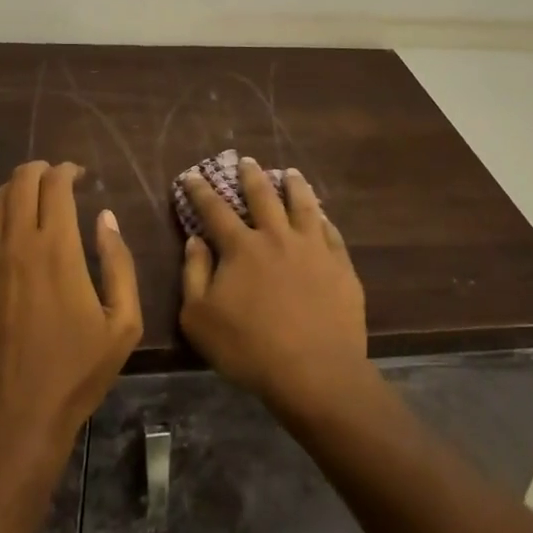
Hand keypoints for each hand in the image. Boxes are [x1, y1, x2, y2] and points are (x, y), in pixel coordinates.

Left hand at [0, 161, 141, 459]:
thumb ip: (119, 263)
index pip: (58, 186)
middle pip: (24, 185)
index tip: (78, 176)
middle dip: (40, 172)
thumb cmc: (75, 374)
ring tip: (25, 187)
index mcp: (60, 248)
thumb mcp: (123, 323)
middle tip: (53, 178)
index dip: (68, 171)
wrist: (15, 422)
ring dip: (13, 186)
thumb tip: (106, 218)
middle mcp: (19, 243)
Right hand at [178, 158, 372, 420]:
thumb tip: (195, 240)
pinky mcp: (340, 265)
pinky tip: (322, 216)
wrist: (314, 372)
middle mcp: (277, 236)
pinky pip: (331, 232)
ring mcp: (312, 248)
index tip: (192, 175)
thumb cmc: (248, 348)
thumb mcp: (199, 318)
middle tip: (247, 160)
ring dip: (294, 185)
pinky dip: (323, 219)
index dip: (201, 191)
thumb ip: (194, 274)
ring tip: (290, 173)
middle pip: (262, 196)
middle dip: (251, 176)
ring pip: (302, 205)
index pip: (215, 210)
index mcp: (241, 247)